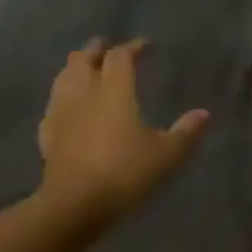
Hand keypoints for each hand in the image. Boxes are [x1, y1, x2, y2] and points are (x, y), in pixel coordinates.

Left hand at [36, 39, 208, 222]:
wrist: (73, 206)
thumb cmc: (125, 173)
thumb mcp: (167, 155)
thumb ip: (186, 132)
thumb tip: (204, 114)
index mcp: (115, 92)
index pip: (120, 57)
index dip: (133, 47)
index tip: (146, 45)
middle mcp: (85, 95)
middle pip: (83, 60)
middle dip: (96, 49)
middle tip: (107, 46)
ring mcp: (61, 115)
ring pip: (63, 79)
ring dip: (75, 68)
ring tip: (84, 69)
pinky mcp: (47, 137)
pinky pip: (52, 107)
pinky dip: (62, 98)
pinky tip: (66, 107)